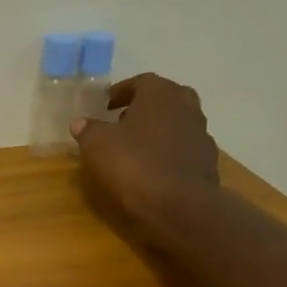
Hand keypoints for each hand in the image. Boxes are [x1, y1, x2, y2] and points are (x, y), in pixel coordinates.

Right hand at [72, 73, 220, 237]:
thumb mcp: (97, 145)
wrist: (179, 205)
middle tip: (122, 120)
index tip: (106, 104)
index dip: (120, 92)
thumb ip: (88, 129)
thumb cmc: (134, 164)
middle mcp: (186, 106)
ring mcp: (201, 133)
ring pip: (176, 122)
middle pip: (163, 99)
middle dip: (143, 107)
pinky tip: (153, 167)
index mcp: (160, 93)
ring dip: (157, 129)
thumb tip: (80, 122)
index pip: (140, 82)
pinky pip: (183, 147)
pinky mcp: (207, 160)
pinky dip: (168, 151)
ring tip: (136, 146)